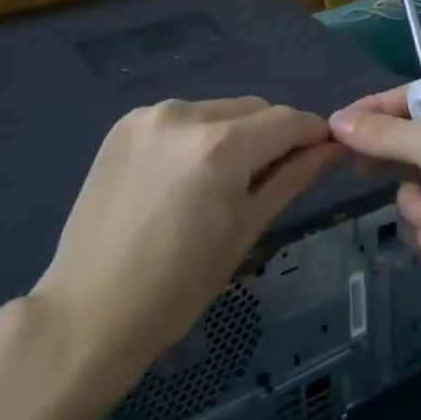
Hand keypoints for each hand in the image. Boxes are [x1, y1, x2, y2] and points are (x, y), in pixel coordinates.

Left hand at [26, 97, 340, 394]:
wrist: (91, 310)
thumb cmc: (179, 287)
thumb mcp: (246, 230)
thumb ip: (291, 178)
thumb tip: (329, 148)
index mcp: (219, 147)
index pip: (287, 120)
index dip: (313, 133)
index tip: (325, 152)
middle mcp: (184, 114)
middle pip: (253, 108)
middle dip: (273, 135)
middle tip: (273, 177)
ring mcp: (147, 116)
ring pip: (217, 110)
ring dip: (235, 133)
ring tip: (224, 181)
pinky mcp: (123, 125)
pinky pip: (181, 119)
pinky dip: (198, 137)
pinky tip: (186, 176)